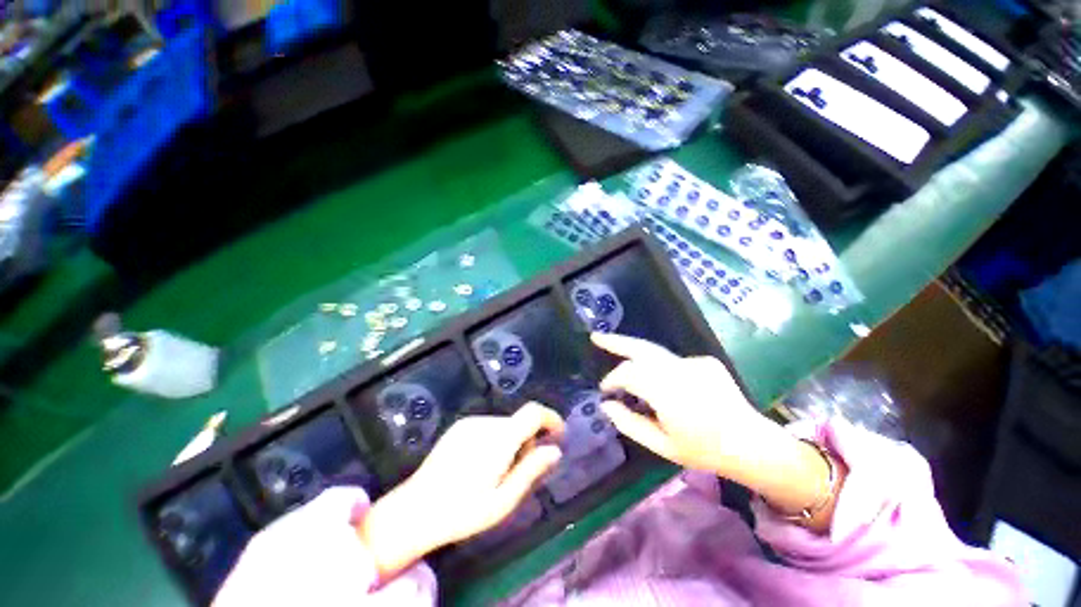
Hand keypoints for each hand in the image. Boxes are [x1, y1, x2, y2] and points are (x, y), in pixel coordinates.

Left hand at [358, 403, 564, 578]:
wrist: (414, 509)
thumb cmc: (463, 511)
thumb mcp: (503, 500)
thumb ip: (531, 470)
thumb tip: (555, 450)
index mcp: (500, 439)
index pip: (533, 413)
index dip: (550, 418)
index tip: (558, 433)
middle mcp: (486, 423)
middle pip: (519, 422)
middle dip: (527, 442)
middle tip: (519, 473)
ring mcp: (470, 422)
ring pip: (504, 425)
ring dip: (510, 442)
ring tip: (495, 473)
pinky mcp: (459, 426)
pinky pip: (488, 427)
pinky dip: (495, 440)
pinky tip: (479, 465)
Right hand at [594, 332, 779, 477]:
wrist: (751, 444)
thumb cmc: (703, 450)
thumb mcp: (661, 445)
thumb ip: (629, 423)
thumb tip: (606, 405)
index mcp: (667, 391)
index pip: (628, 374)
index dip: (612, 379)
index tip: (605, 390)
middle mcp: (680, 369)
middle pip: (640, 348)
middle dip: (616, 341)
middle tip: (596, 337)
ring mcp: (694, 362)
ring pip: (655, 352)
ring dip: (634, 352)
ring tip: (616, 346)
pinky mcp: (705, 361)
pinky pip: (673, 361)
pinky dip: (660, 368)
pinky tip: (667, 386)